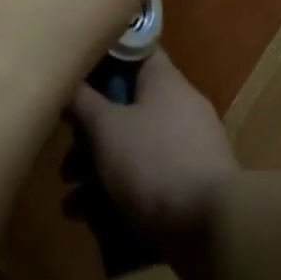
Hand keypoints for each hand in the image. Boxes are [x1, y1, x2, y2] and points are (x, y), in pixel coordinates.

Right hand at [70, 50, 239, 279]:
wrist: (214, 229)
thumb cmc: (154, 161)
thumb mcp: (106, 128)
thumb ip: (83, 102)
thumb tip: (68, 79)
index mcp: (165, 80)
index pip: (134, 51)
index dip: (103, 57)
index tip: (76, 71)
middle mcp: (180, 106)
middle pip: (128, 105)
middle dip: (92, 130)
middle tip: (67, 152)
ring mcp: (188, 147)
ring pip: (134, 145)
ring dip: (99, 168)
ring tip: (70, 196)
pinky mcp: (191, 185)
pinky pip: (147, 177)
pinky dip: (119, 191)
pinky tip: (88, 217)